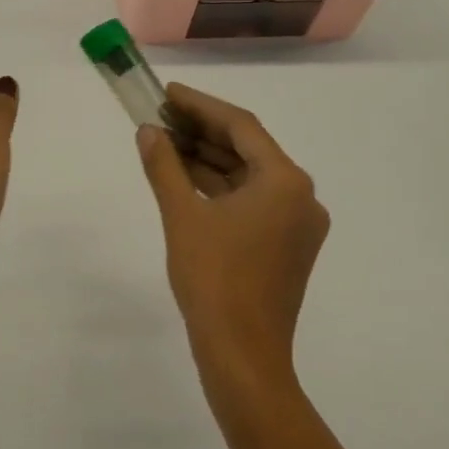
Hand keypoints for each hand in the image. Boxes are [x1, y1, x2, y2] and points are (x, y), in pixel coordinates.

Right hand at [136, 84, 328, 398]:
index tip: (166, 92)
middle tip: (160, 115)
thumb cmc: (213, 279)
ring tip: (164, 142)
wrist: (243, 356)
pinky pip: (250, 200)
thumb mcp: (182, 215)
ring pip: (248, 175)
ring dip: (208, 158)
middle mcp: (300, 196)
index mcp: (285, 182)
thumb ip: (164, 166)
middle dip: (202, 130)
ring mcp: (296, 224)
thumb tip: (148, 131)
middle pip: (247, 148)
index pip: (240, 126)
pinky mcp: (285, 246)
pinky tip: (184, 178)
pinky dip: (218, 187)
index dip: (200, 104)